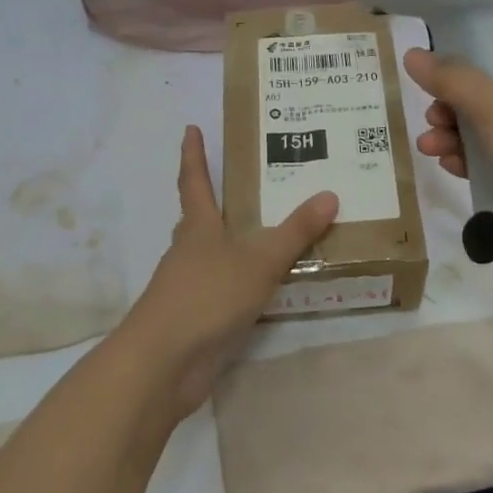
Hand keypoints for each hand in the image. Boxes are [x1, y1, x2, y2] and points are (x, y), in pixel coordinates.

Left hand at [116, 125, 337, 415]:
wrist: (162, 363)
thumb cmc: (206, 297)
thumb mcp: (259, 261)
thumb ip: (295, 232)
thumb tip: (329, 194)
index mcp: (198, 227)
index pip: (195, 181)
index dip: (194, 154)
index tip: (191, 129)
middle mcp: (189, 251)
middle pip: (199, 217)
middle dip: (215, 199)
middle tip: (246, 183)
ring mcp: (189, 286)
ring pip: (211, 255)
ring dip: (232, 243)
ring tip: (266, 233)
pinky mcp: (195, 319)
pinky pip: (222, 290)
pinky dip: (240, 282)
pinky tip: (261, 287)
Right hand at [403, 45, 492, 288]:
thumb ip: (449, 78)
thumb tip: (412, 53)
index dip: (463, 65)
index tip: (432, 81)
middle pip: (491, 95)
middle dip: (453, 108)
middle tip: (431, 121)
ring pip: (492, 132)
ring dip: (457, 138)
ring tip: (429, 149)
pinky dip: (475, 163)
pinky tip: (451, 169)